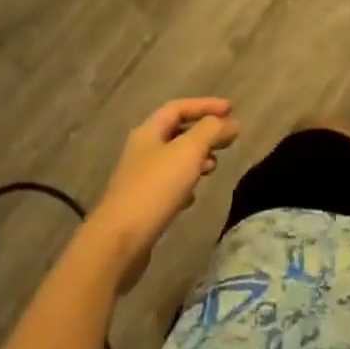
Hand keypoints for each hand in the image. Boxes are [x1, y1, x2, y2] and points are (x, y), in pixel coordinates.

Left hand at [87, 99, 238, 290]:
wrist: (118, 243)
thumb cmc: (155, 188)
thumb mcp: (188, 151)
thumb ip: (211, 131)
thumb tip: (231, 123)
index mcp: (149, 131)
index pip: (178, 107)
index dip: (205, 105)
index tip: (231, 110)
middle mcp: (142, 150)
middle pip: (176, 132)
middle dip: (204, 133)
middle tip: (227, 140)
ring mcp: (140, 179)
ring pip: (174, 160)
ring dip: (197, 158)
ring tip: (214, 167)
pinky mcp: (142, 205)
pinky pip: (169, 185)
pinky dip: (186, 183)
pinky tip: (194, 196)